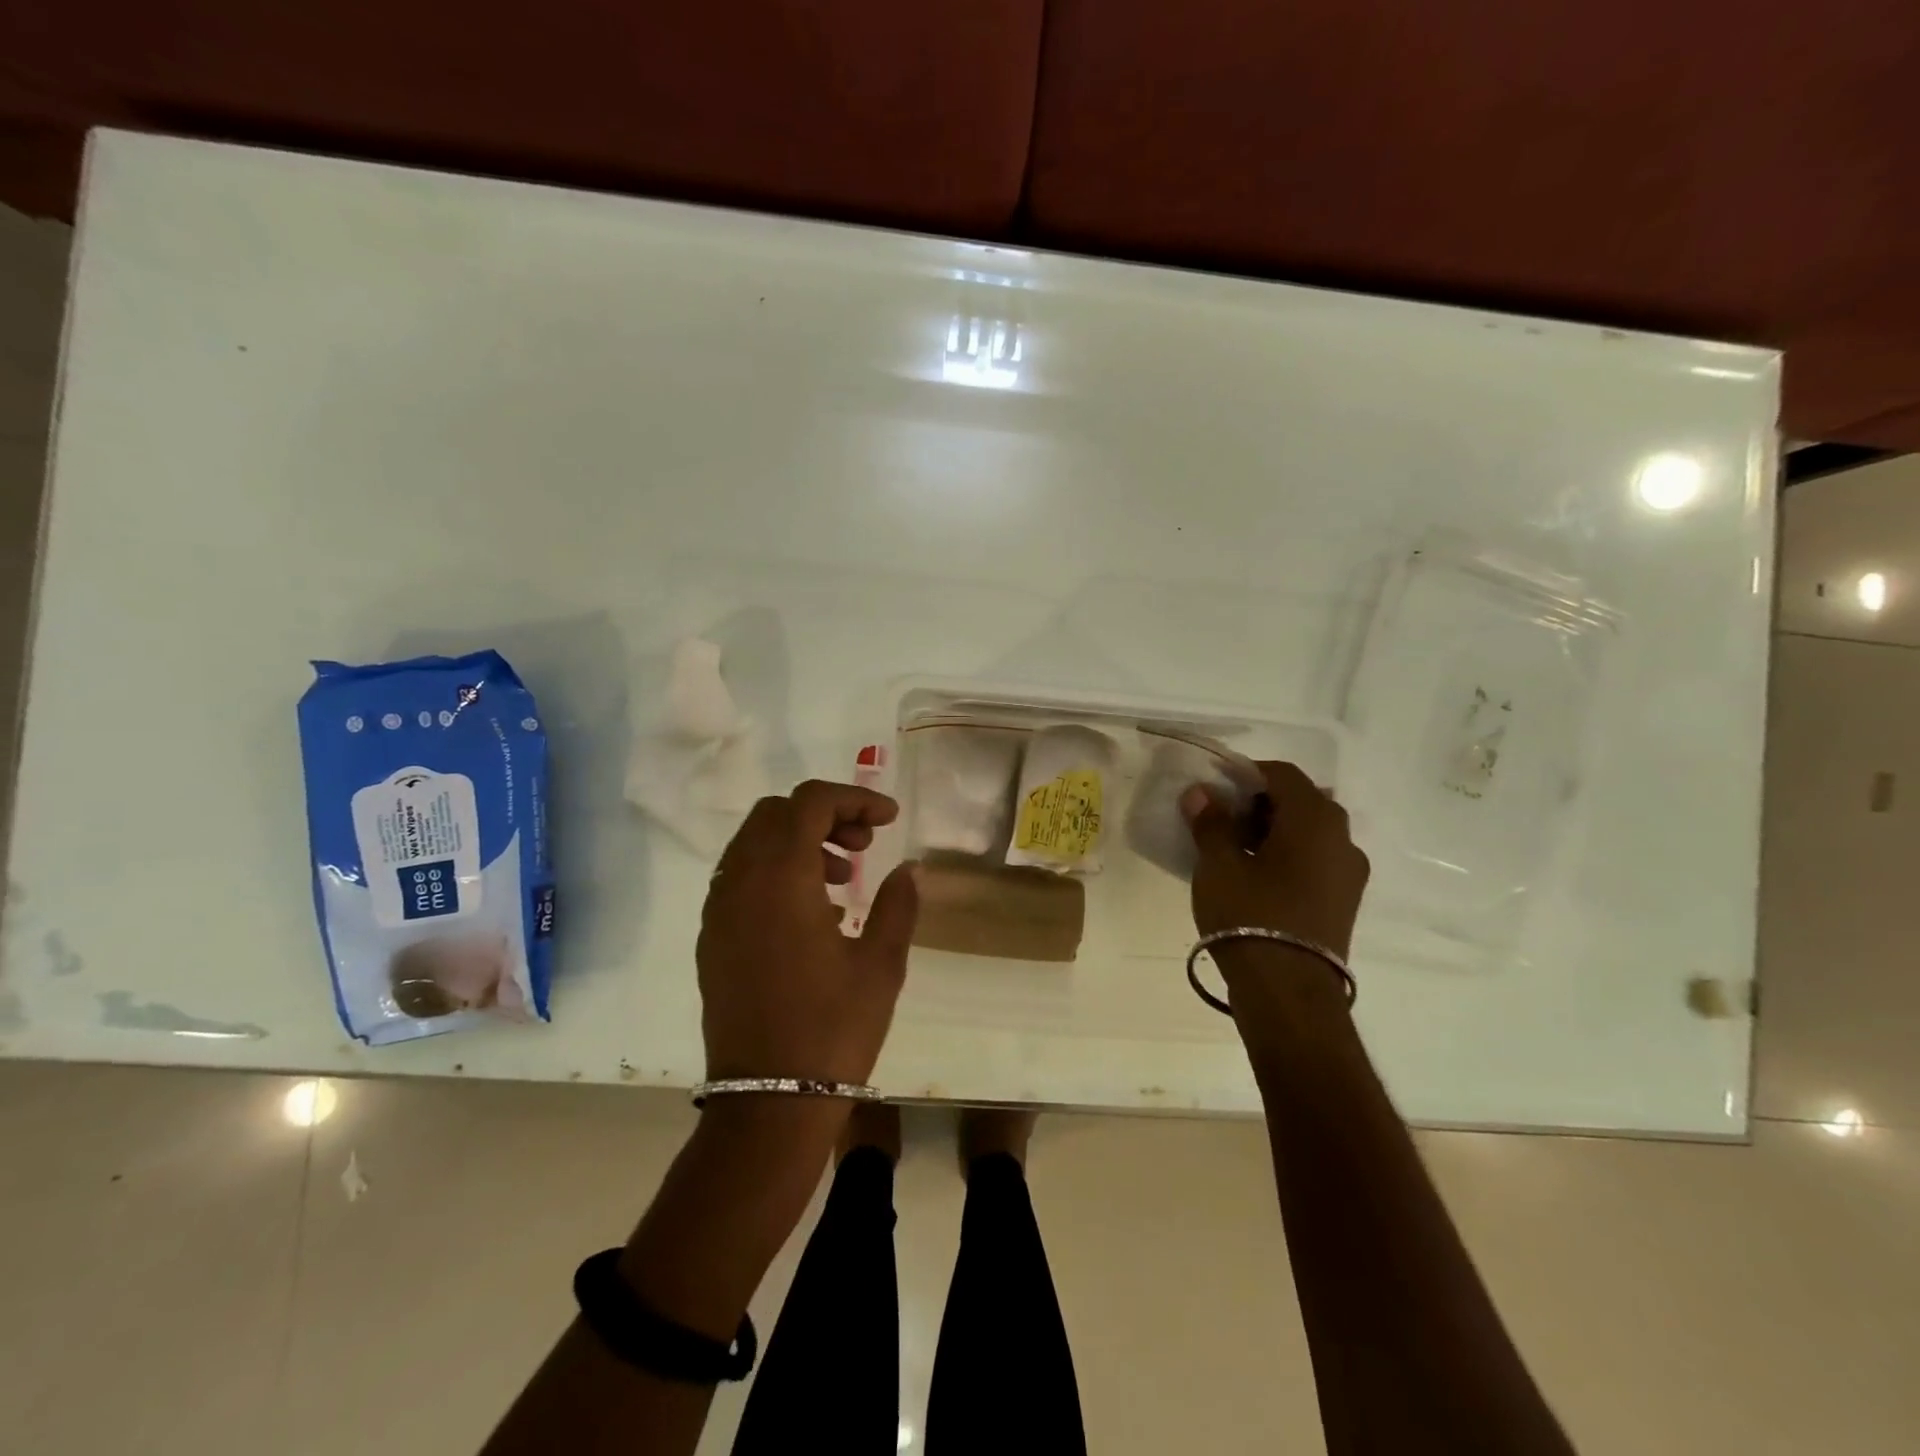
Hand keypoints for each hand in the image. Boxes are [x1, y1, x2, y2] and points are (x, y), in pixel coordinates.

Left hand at [697, 780, 918, 1085]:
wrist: (767, 1103)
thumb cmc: (832, 1029)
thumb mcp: (881, 964)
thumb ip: (897, 903)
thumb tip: (909, 868)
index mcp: (781, 878)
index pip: (810, 803)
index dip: (854, 798)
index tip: (889, 819)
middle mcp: (740, 883)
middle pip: (775, 813)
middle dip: (824, 814)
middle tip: (864, 845)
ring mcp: (718, 911)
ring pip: (752, 843)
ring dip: (798, 841)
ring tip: (843, 879)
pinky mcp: (711, 939)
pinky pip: (740, 877)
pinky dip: (775, 870)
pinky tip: (812, 911)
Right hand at [1181, 760, 1369, 956]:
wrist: (1288, 992)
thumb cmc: (1250, 915)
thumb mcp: (1218, 864)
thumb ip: (1211, 822)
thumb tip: (1201, 793)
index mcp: (1315, 819)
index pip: (1282, 774)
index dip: (1246, 773)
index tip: (1215, 788)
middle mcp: (1342, 838)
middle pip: (1301, 802)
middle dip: (1260, 803)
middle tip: (1222, 818)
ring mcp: (1349, 873)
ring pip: (1310, 833)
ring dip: (1275, 831)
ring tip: (1235, 850)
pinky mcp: (1345, 902)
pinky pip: (1316, 861)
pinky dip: (1289, 856)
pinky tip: (1258, 877)